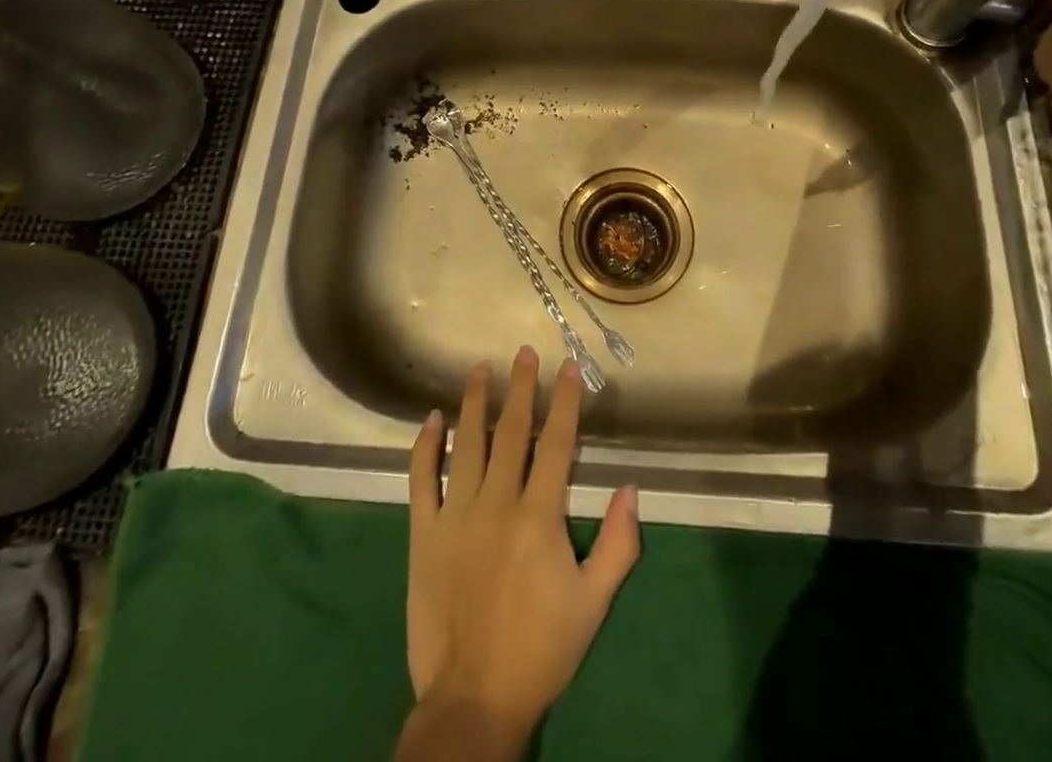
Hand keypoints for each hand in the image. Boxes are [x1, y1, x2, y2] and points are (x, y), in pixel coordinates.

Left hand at [405, 348, 640, 748]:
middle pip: (511, 432)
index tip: (567, 368)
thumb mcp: (594, 603)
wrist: (473, 700)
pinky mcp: (423, 533)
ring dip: (474, 403)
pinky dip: (425, 446)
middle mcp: (496, 503)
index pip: (557, 444)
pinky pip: (421, 479)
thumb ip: (619, 544)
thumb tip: (631, 488)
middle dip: (520, 388)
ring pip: (465, 444)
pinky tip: (432, 419)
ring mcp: (455, 515)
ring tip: (480, 369)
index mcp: (539, 516)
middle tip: (523, 352)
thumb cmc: (540, 649)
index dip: (564, 402)